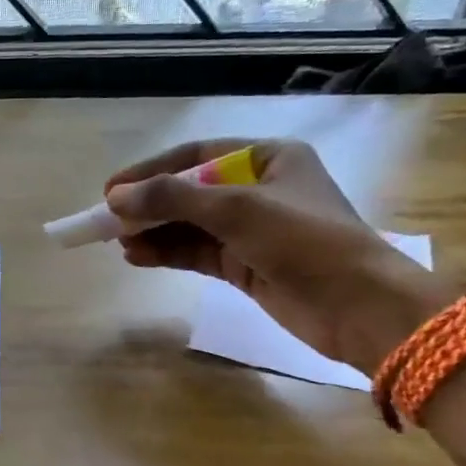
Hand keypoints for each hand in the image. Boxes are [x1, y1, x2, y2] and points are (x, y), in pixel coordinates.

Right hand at [105, 139, 450, 372]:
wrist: (360, 308)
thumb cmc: (306, 242)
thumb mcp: (238, 211)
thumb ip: (174, 199)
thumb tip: (116, 197)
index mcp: (268, 158)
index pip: (195, 157)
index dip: (151, 171)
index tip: (111, 190)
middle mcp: (258, 189)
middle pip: (188, 192)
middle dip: (148, 206)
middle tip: (106, 220)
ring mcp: (251, 230)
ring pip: (188, 226)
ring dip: (153, 232)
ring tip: (117, 242)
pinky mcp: (245, 266)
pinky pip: (196, 253)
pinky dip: (167, 253)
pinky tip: (137, 257)